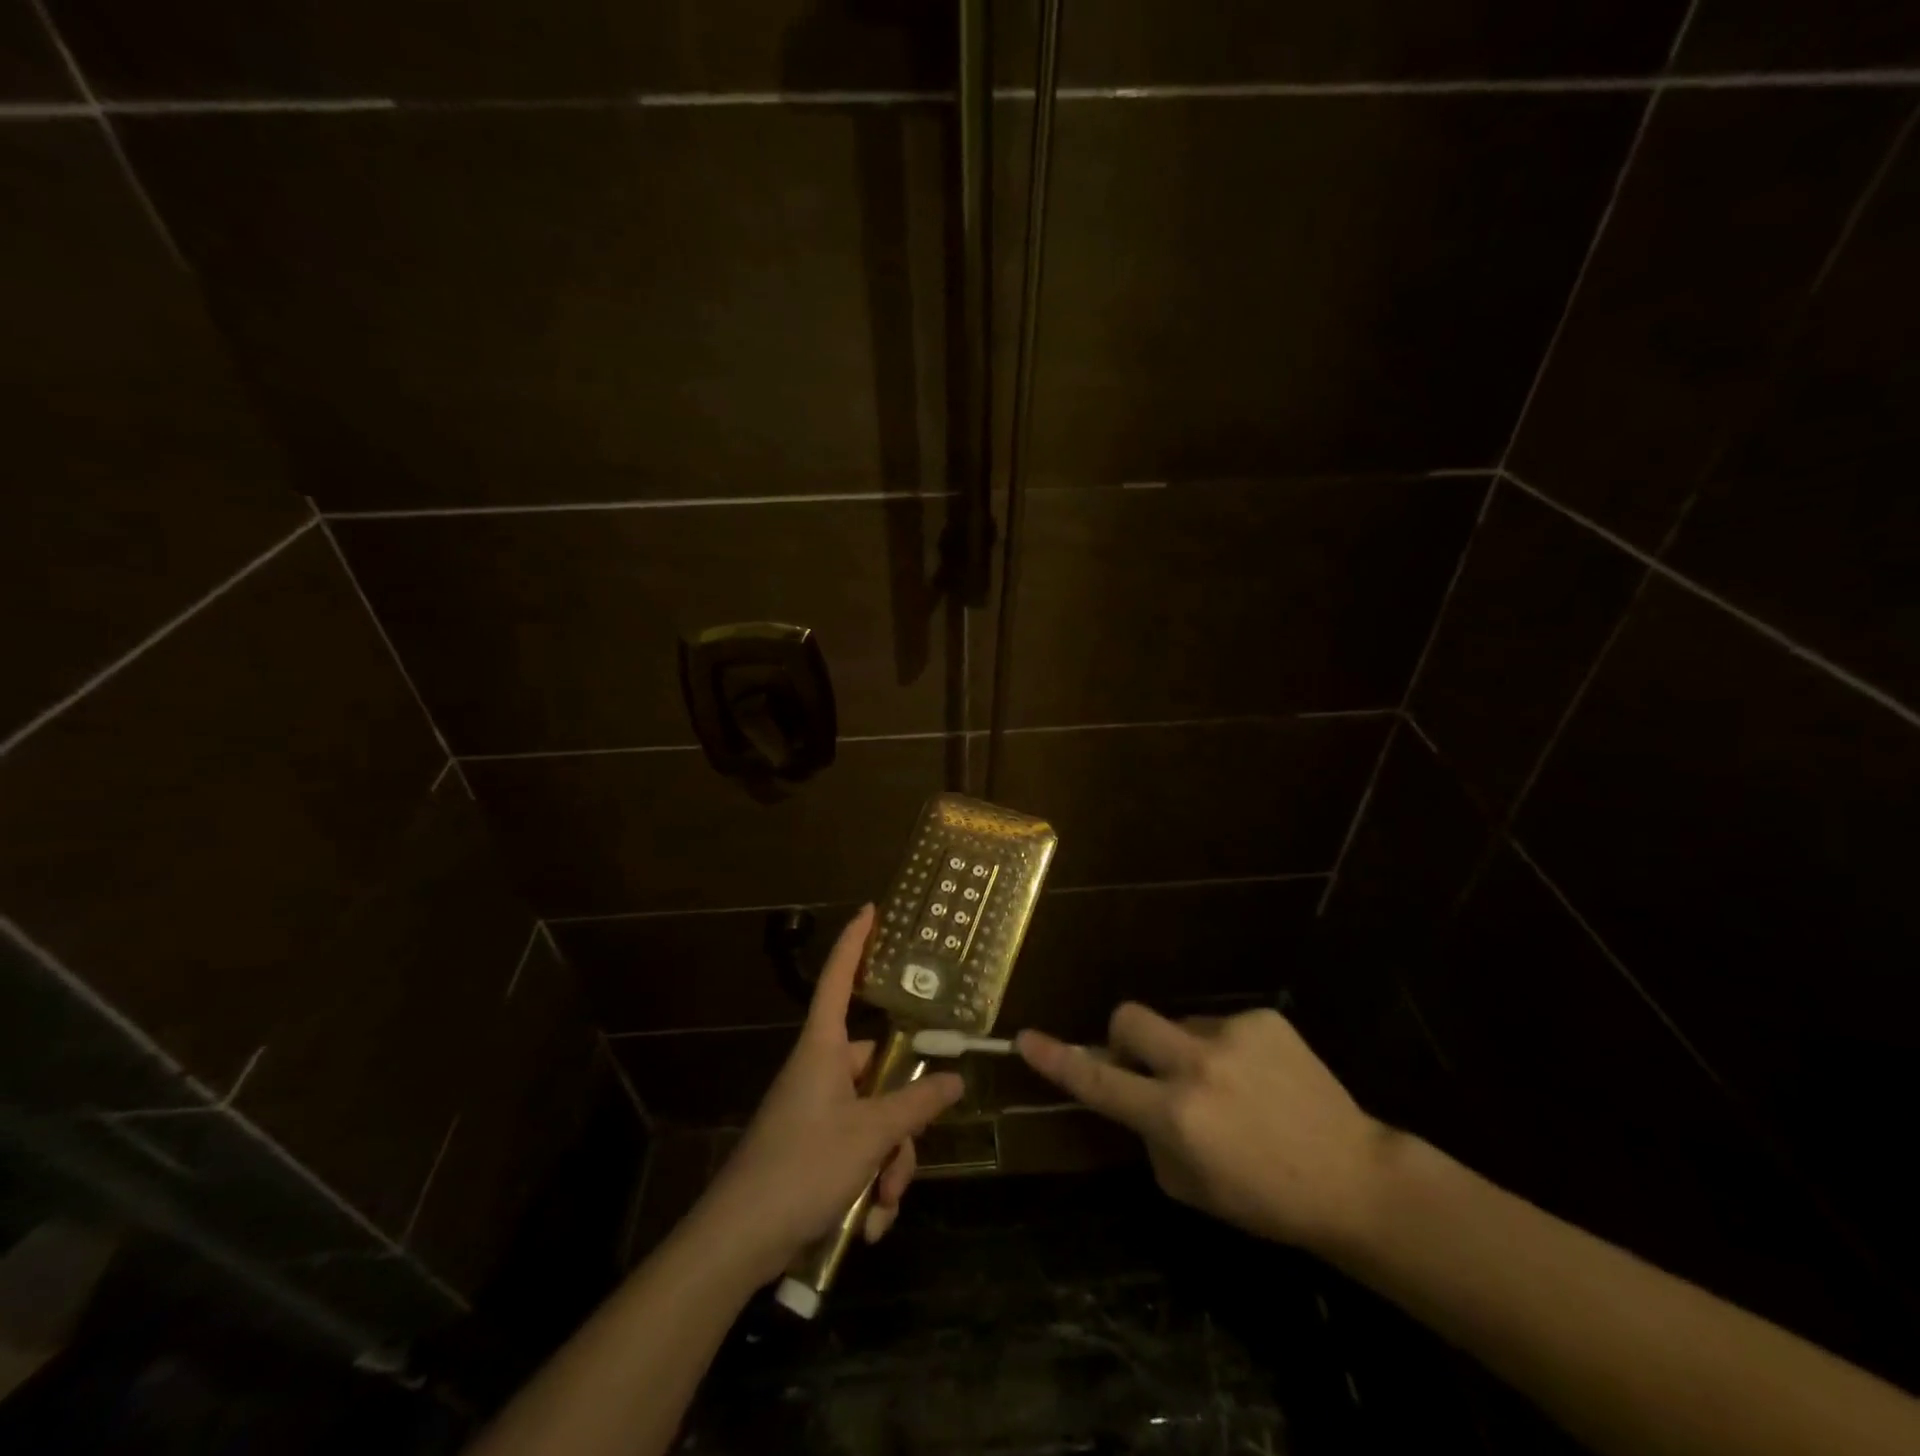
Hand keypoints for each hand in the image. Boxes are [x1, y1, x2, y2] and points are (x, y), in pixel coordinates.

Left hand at [697, 906, 963, 1282]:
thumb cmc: (801, 1167)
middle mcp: (821, 1073)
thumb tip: (954, 1078)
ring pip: (876, 1121)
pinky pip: (859, 1154)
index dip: (854, 943)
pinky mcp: (814, 1152)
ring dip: (888, 1166)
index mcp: (823, 1049)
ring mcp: (817, 1114)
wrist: (737, 1244)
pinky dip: (869, 1187)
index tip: (870, 911)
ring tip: (880, 1206)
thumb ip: (916, 1104)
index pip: (838, 980)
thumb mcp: (869, 1135)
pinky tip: (867, 1225)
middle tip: (902, 1164)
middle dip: (902, 1124)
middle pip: (880, 1072)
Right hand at [1017, 1004, 1392, 1253]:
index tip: (1026, 1039)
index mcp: (1175, 1116)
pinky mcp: (1262, 1019)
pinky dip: (1227, 1049)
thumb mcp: (1191, 1187)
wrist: (1352, 1177)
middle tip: (1144, 1064)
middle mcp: (1195, 1066)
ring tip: (1231, 1088)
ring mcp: (1231, 1036)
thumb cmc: (1265, 1200)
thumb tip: (1136, 1097)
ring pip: (1179, 1025)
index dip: (1057, 1060)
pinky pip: (1222, 1025)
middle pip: (1128, 1017)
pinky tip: (1262, 1080)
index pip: (1099, 1080)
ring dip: (1186, 1051)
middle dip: (1123, 1036)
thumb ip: (1151, 1136)